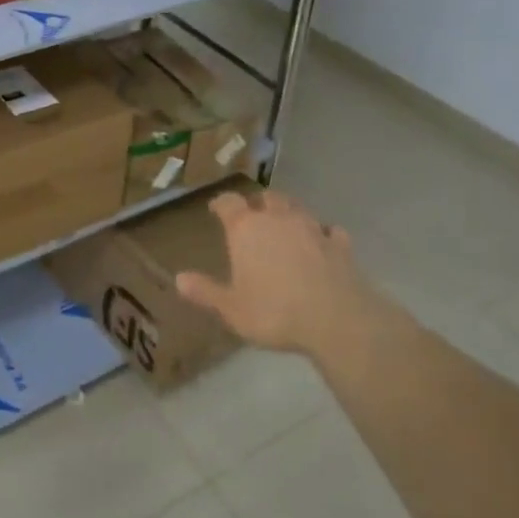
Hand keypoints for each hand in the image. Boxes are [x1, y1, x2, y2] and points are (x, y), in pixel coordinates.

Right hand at [175, 188, 370, 355]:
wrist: (337, 320)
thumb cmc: (275, 312)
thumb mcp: (232, 308)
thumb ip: (206, 292)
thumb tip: (178, 278)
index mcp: (246, 229)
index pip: (228, 203)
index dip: (220, 203)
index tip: (215, 209)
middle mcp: (278, 219)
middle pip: (266, 198)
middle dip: (258, 203)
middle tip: (253, 215)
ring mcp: (312, 228)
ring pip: (298, 208)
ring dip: (289, 212)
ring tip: (285, 224)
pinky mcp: (340, 245)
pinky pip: (330, 231)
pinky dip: (324, 234)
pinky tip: (323, 243)